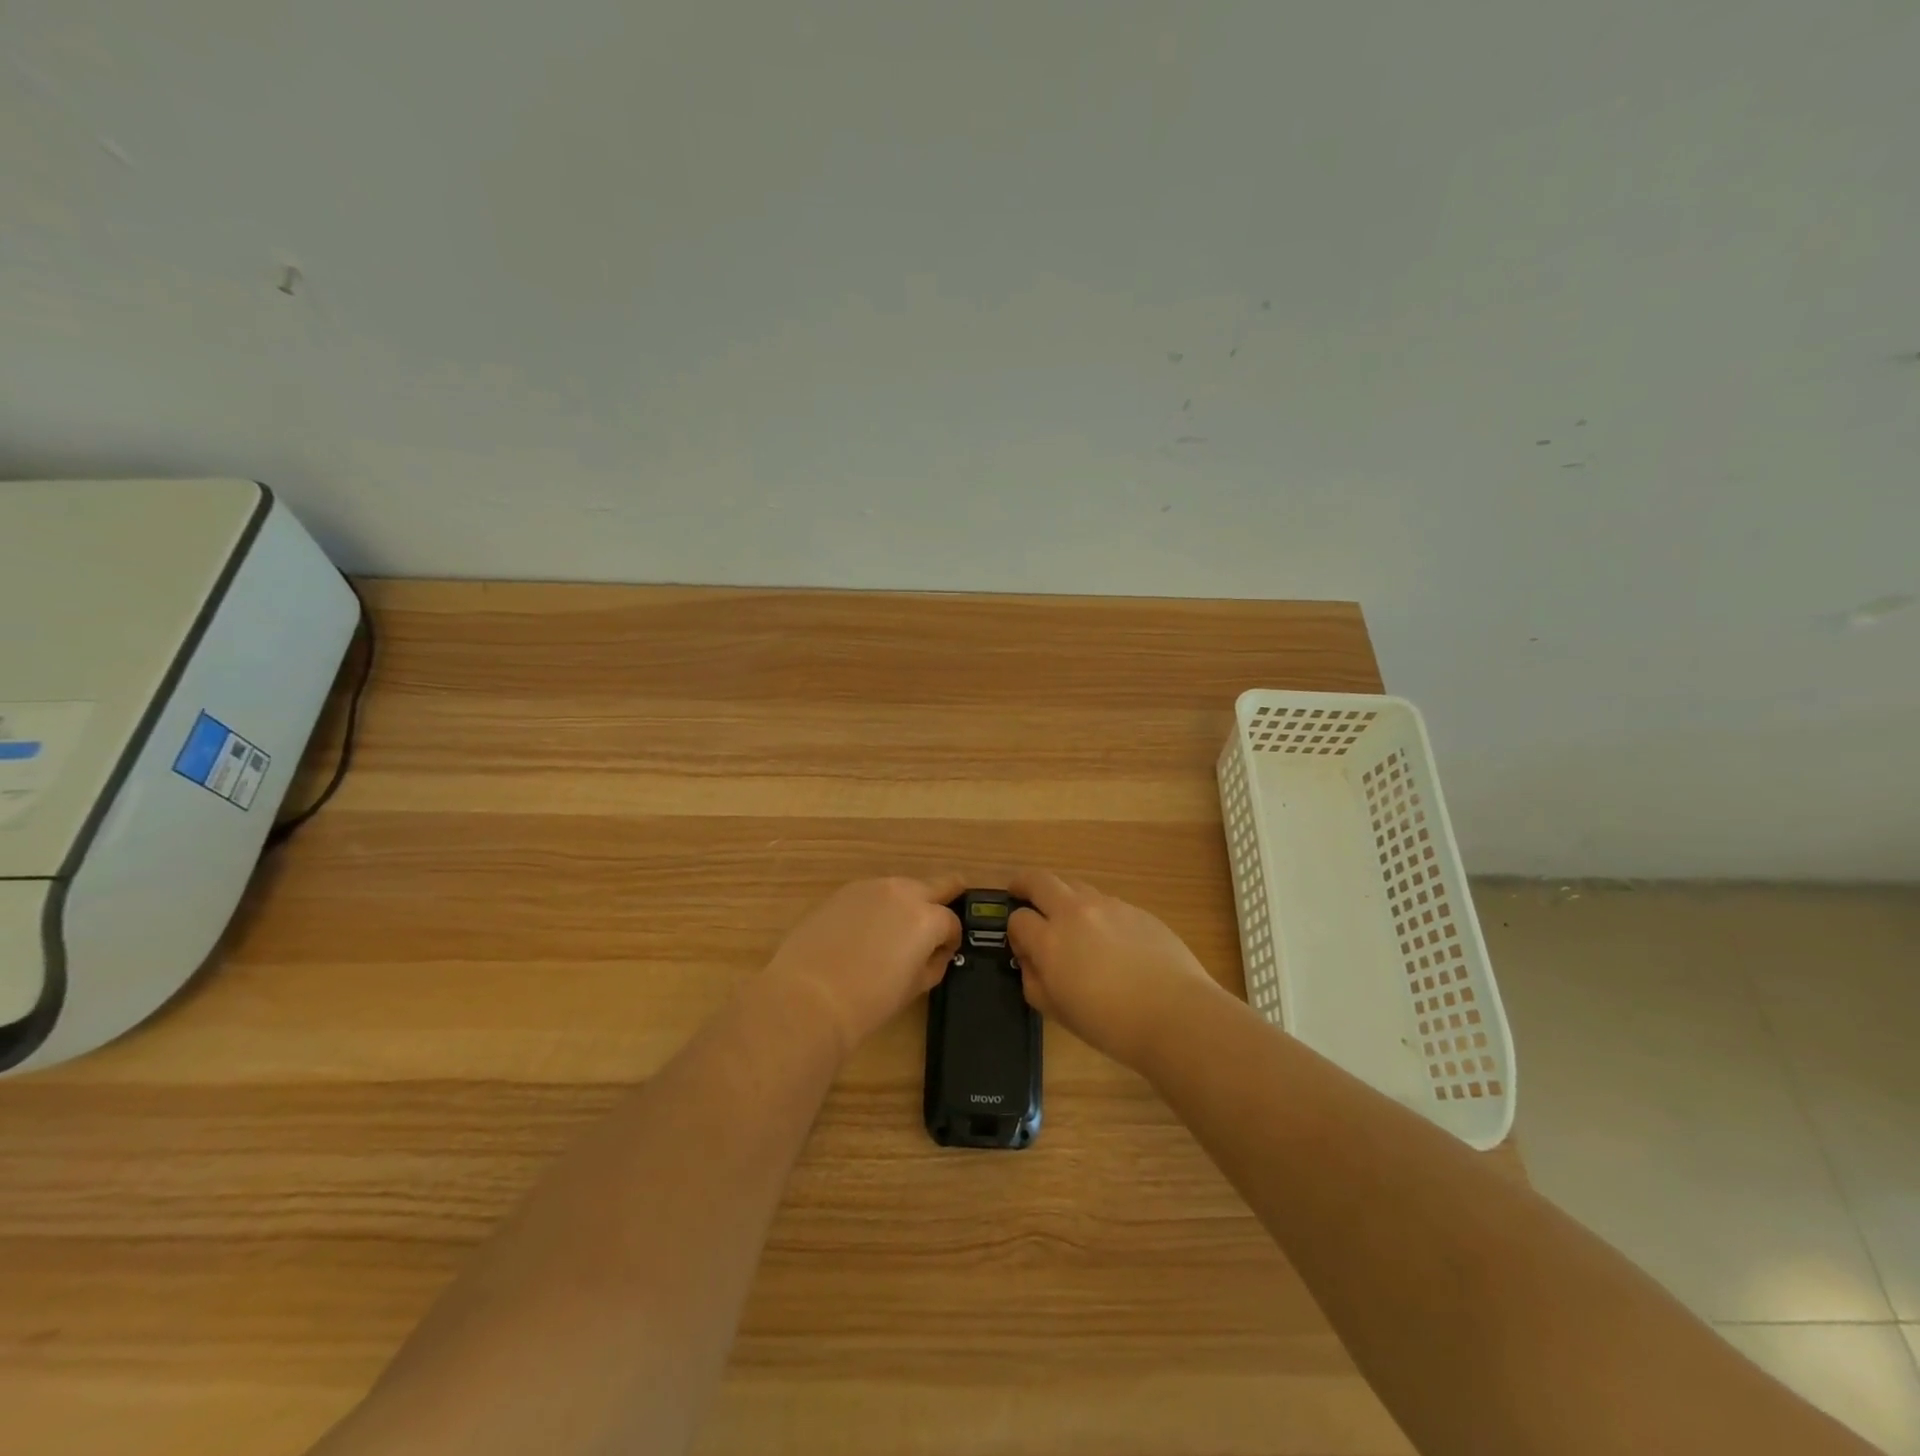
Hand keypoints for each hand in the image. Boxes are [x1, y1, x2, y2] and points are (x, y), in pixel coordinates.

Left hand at [763, 876, 963, 1056]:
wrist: (809, 996)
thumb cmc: (869, 1000)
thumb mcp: (915, 986)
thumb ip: (934, 962)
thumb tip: (936, 951)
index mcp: (927, 917)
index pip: (951, 921)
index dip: (951, 939)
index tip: (943, 953)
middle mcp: (903, 892)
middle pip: (936, 884)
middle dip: (942, 900)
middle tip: (937, 921)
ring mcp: (871, 887)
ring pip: (902, 887)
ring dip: (907, 903)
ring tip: (894, 932)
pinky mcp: (843, 891)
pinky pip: (872, 894)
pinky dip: (877, 906)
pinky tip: (864, 932)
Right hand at [1008, 869, 1222, 1068]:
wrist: (1175, 1014)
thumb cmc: (1110, 1024)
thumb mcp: (1057, 1011)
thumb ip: (1033, 980)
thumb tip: (1029, 959)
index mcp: (1050, 940)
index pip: (1018, 919)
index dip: (1014, 931)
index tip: (1021, 945)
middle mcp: (1074, 912)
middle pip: (1039, 880)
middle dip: (1024, 884)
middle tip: (1020, 893)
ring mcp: (1108, 906)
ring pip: (1074, 886)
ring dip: (1062, 897)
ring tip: (1069, 920)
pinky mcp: (1136, 910)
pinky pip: (1106, 903)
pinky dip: (1097, 913)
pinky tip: (1110, 940)